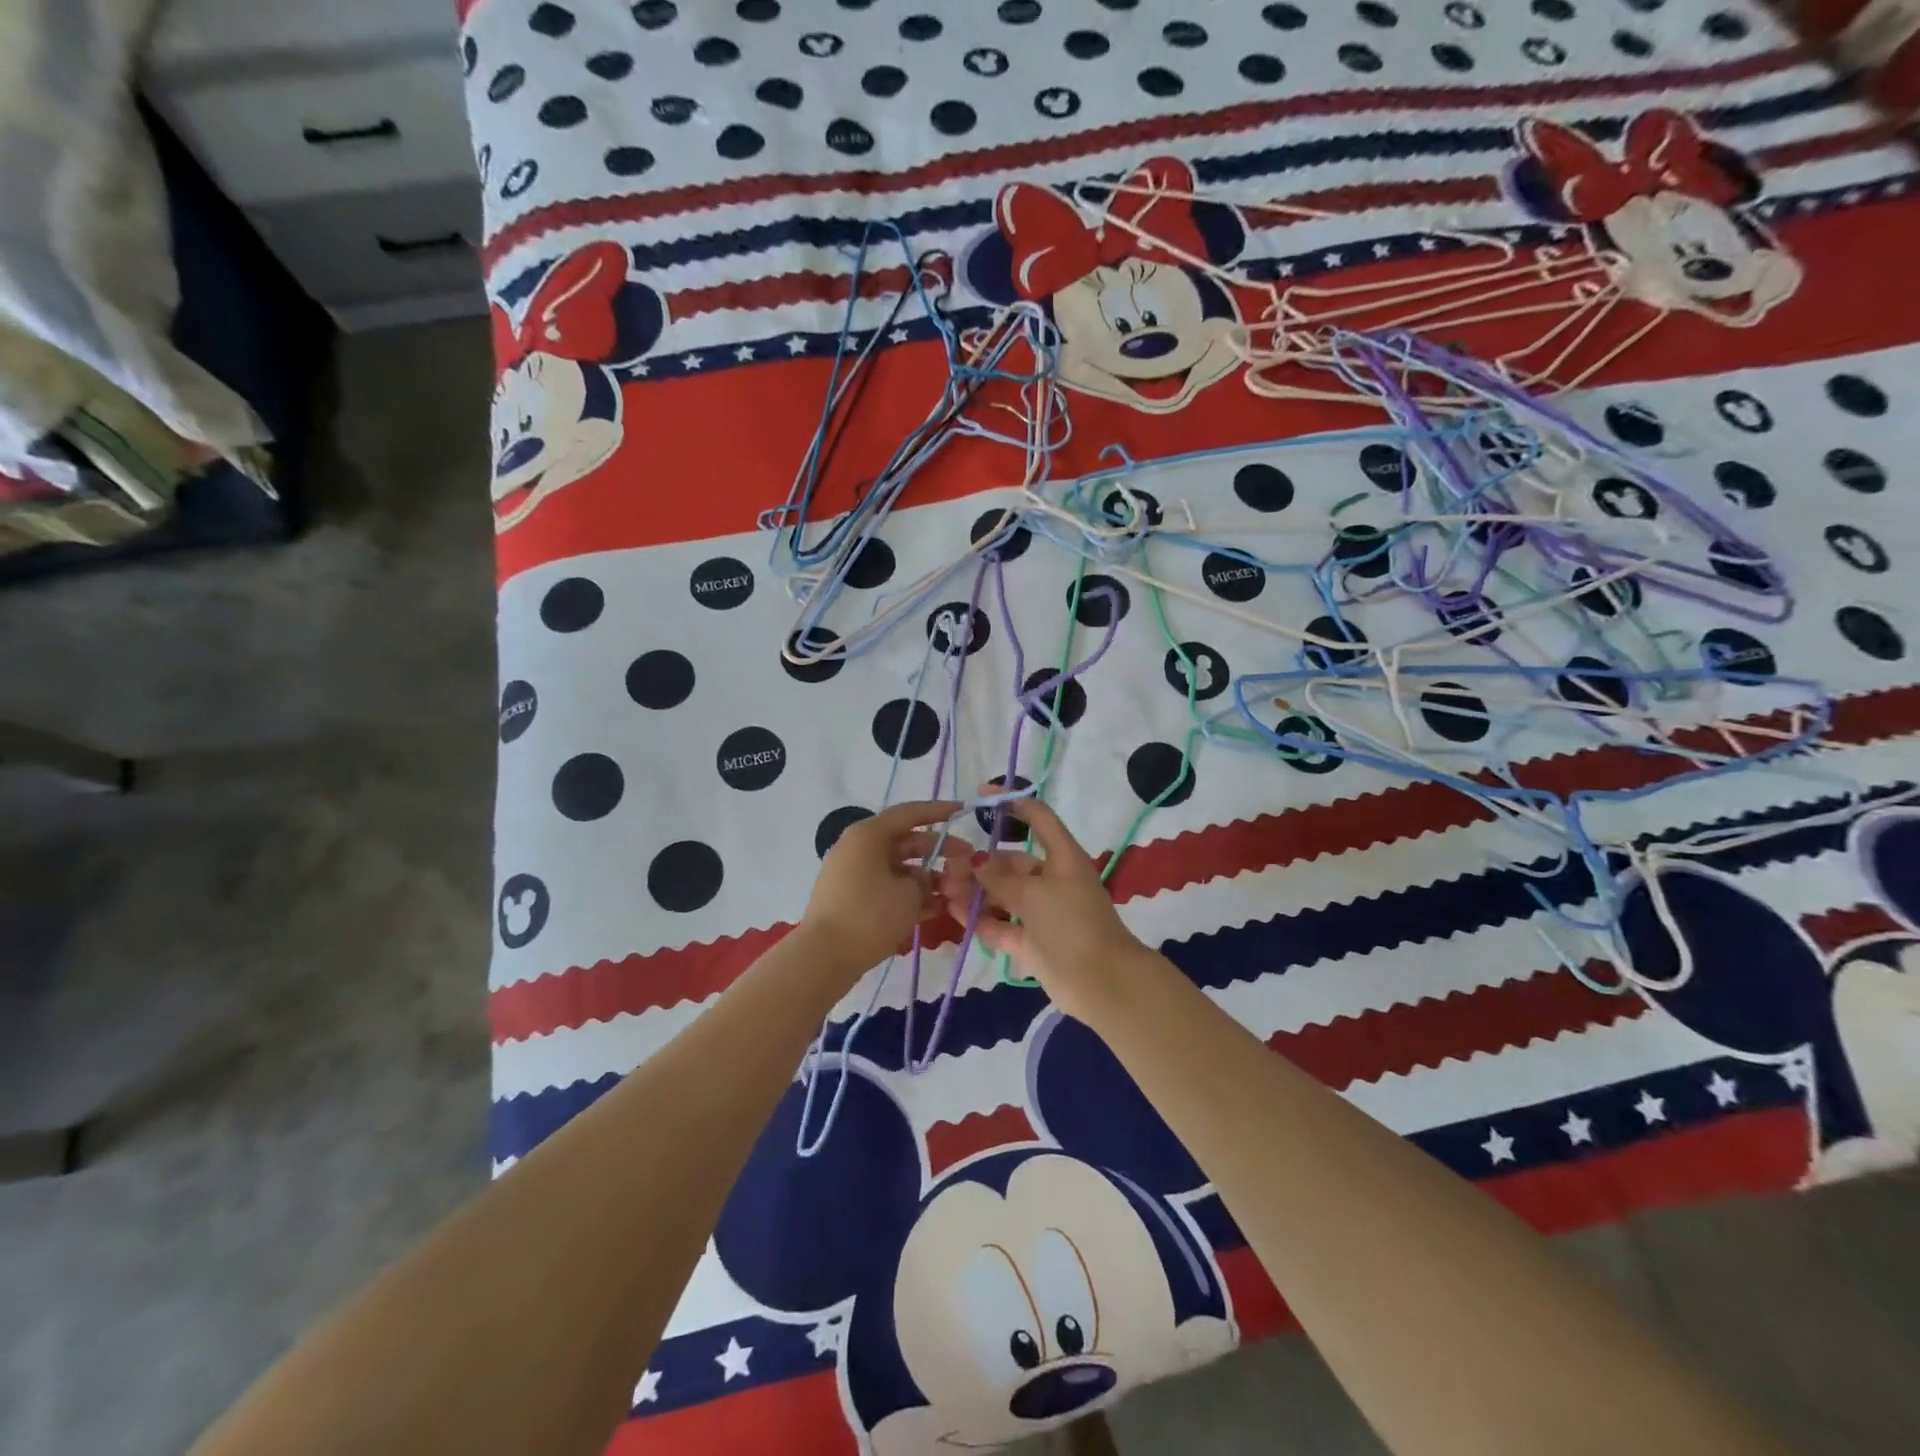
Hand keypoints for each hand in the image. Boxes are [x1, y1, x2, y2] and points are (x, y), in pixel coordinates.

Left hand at [801, 800, 960, 983]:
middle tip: (968, 861)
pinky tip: (938, 909)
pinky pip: (888, 888)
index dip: (939, 811)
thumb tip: (926, 880)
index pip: (910, 814)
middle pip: (906, 842)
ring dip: (928, 877)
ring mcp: (854, 874)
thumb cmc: (869, 914)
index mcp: (869, 834)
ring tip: (957, 891)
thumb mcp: (908, 894)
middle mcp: (860, 848)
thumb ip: (925, 881)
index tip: (964, 811)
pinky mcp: (853, 899)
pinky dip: (911, 895)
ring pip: (899, 868)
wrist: (823, 957)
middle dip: (938, 851)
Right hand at [940, 793, 1147, 1021]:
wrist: (1101, 983)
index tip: (983, 795)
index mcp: (1063, 858)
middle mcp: (1053, 881)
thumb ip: (1000, 877)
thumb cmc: (1071, 924)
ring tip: (944, 890)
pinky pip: (1002, 924)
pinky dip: (981, 919)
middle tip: (948, 866)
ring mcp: (1043, 913)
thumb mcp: (1033, 893)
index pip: (1040, 819)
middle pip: (1012, 862)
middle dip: (981, 863)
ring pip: (1004, 895)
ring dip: (976, 891)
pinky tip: (954, 912)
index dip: (1014, 803)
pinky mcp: (1033, 942)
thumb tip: (976, 861)